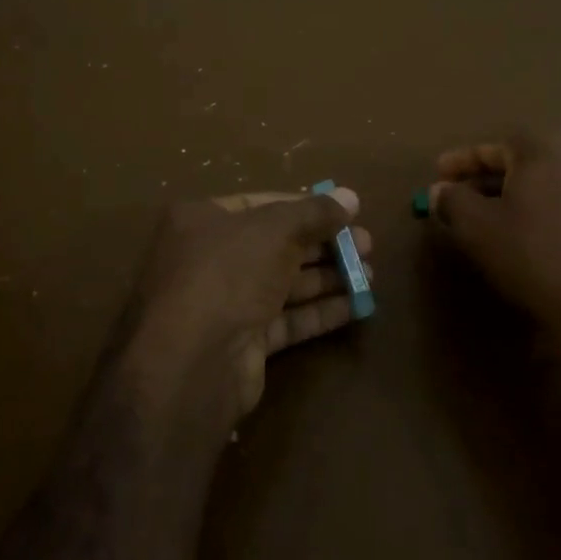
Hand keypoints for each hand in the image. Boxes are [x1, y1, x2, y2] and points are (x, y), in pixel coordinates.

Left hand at [119, 188, 371, 422]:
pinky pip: (286, 320)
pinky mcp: (242, 343)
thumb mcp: (275, 230)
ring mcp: (224, 304)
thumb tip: (351, 197)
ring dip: (327, 278)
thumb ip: (315, 212)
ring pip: (284, 284)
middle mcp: (209, 259)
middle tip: (367, 246)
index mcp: (203, 220)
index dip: (306, 206)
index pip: (262, 204)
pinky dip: (319, 312)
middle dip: (324, 245)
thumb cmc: (227, 274)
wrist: (191, 362)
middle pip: (277, 245)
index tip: (346, 213)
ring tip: (370, 276)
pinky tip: (356, 307)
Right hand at [429, 132, 560, 335]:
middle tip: (463, 196)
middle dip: (489, 176)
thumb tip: (439, 190)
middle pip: (523, 159)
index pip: (492, 146)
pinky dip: (546, 205)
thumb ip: (453, 201)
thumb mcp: (479, 229)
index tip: (438, 175)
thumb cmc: (533, 255)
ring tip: (494, 215)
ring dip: (519, 192)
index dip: (461, 162)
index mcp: (543, 147)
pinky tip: (532, 229)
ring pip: (549, 178)